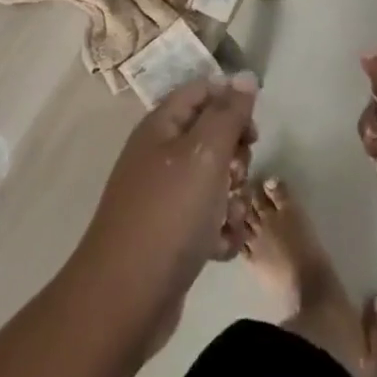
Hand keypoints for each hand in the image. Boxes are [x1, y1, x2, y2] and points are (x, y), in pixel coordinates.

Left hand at [76, 75, 258, 313]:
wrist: (125, 300)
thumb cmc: (169, 214)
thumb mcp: (205, 153)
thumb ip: (229, 113)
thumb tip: (245, 76)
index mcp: (162, 126)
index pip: (203, 91)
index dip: (231, 102)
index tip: (252, 130)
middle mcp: (160, 155)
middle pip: (212, 136)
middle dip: (236, 156)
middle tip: (236, 176)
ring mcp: (163, 197)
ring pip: (214, 180)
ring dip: (233, 198)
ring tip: (230, 219)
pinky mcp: (169, 235)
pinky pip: (206, 219)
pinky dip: (220, 230)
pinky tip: (222, 247)